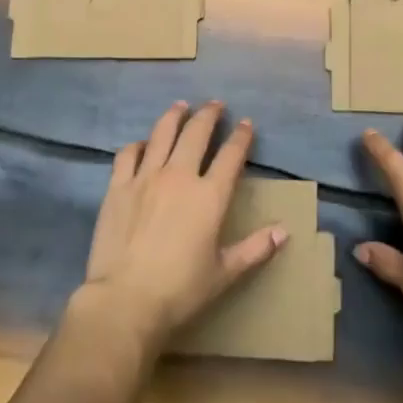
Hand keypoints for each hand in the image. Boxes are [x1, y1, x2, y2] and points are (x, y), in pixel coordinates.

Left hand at [80, 101, 286, 352]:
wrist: (125, 299)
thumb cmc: (180, 290)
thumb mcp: (224, 273)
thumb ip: (255, 249)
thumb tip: (284, 231)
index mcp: (209, 196)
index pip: (230, 156)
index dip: (241, 137)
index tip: (246, 124)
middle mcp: (179, 176)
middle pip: (196, 134)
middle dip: (209, 115)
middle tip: (215, 104)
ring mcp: (145, 178)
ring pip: (162, 134)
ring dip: (174, 116)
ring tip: (181, 106)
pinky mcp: (117, 187)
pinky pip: (128, 154)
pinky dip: (138, 144)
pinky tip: (142, 143)